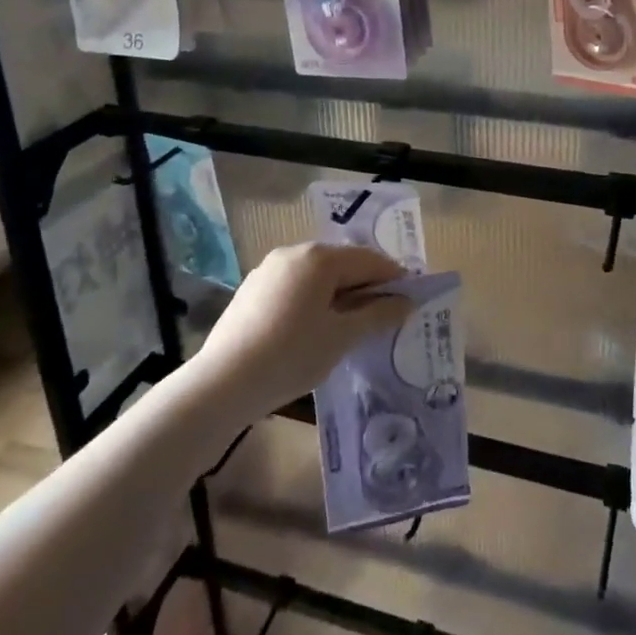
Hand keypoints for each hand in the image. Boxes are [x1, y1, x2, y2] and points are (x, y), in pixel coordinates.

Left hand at [196, 242, 411, 420]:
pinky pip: (296, 287)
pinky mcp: (253, 289)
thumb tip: (406, 301)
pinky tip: (316, 329)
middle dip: (366, 286)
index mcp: (319, 258)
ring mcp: (269, 269)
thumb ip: (377, 315)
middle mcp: (294, 252)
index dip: (394, 278)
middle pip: (342, 263)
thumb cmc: (291, 355)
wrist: (223, 383)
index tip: (412, 300)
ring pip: (317, 276)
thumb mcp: (342, 337)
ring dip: (340, 294)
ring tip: (353, 326)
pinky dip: (314, 300)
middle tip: (385, 316)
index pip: (369, 260)